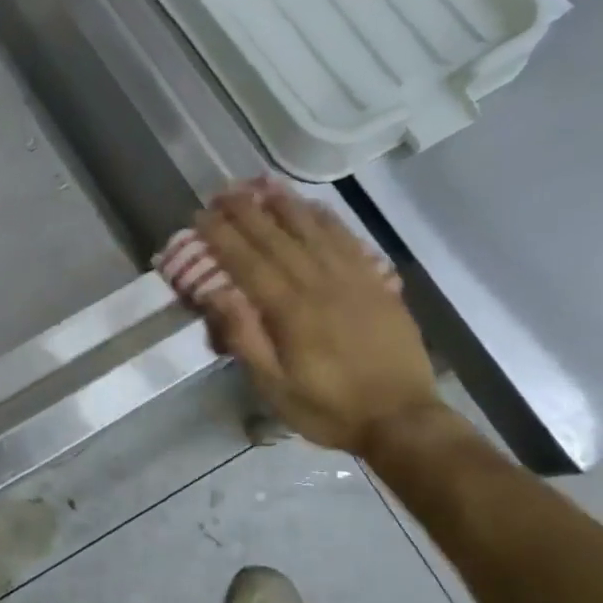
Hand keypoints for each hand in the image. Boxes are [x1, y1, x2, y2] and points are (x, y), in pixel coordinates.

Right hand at [195, 181, 440, 456]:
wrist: (401, 419)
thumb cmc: (329, 408)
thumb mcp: (275, 387)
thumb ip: (245, 339)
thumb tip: (217, 294)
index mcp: (290, 310)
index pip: (247, 261)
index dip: (221, 236)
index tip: (200, 216)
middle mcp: (319, 283)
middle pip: (276, 237)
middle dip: (246, 211)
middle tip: (223, 191)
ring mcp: (352, 279)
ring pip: (313, 229)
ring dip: (285, 203)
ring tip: (262, 183)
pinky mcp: (376, 283)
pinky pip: (348, 240)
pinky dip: (327, 218)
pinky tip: (313, 206)